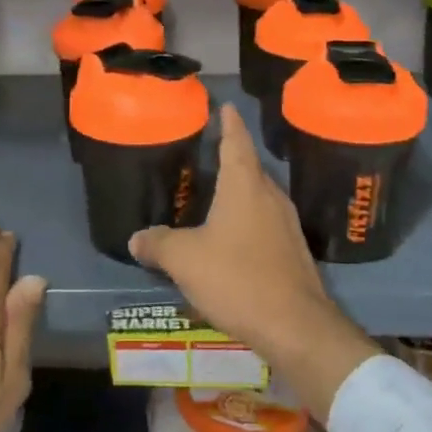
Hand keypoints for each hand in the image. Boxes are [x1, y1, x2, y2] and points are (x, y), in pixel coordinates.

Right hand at [129, 105, 378, 419]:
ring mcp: (287, 225)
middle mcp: (270, 197)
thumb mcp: (185, 260)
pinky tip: (232, 238)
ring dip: (240, 192)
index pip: (236, 142)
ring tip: (216, 194)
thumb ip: (158, 243)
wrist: (295, 326)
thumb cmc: (237, 278)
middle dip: (231, 157)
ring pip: (259, 197)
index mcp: (245, 186)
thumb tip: (136, 237)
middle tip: (208, 153)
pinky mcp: (293, 251)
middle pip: (250, 168)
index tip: (225, 105)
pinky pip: (265, 222)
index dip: (228, 123)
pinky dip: (247, 220)